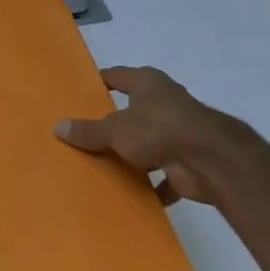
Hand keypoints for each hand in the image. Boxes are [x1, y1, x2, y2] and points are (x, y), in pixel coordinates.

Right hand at [54, 66, 269, 206]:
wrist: (211, 161)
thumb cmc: (159, 129)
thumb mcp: (114, 129)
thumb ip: (88, 131)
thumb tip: (58, 127)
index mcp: (147, 83)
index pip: (117, 76)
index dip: (99, 82)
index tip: (79, 92)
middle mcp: (165, 102)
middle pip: (133, 110)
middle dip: (114, 122)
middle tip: (85, 133)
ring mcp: (179, 132)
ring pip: (149, 142)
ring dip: (134, 155)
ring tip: (104, 165)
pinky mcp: (189, 161)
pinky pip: (165, 174)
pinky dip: (154, 185)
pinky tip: (135, 194)